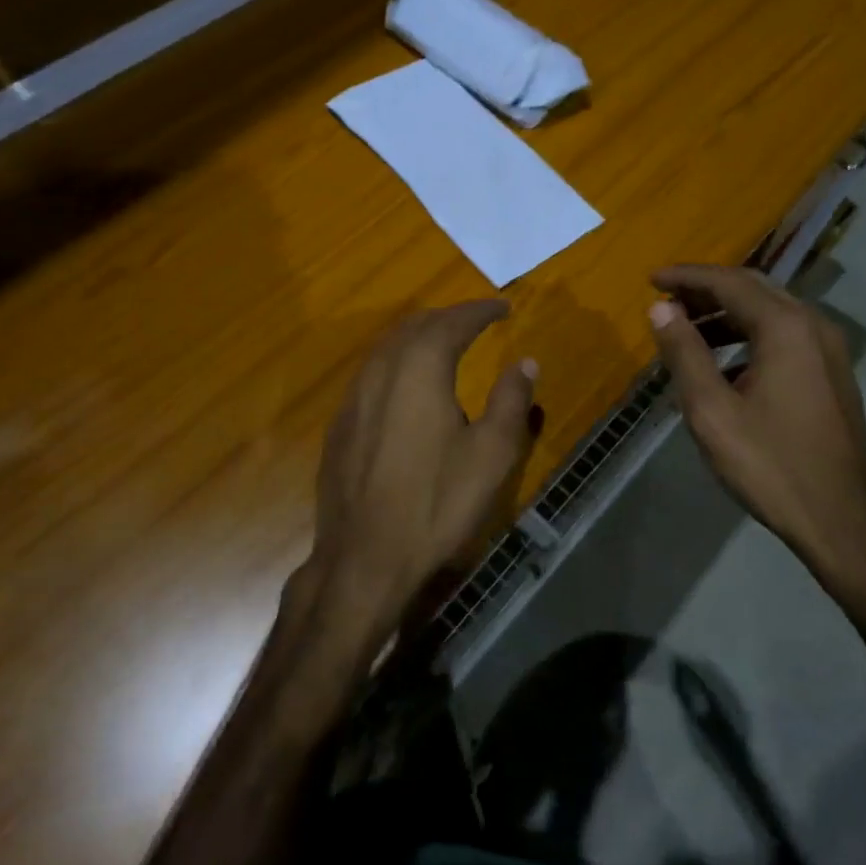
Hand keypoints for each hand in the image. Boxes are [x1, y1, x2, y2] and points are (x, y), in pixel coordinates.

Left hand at [306, 300, 536, 638]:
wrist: (364, 557)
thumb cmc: (436, 503)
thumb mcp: (491, 454)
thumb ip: (510, 400)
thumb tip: (525, 362)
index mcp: (420, 368)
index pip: (452, 322)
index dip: (480, 311)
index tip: (502, 307)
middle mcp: (381, 370)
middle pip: (414, 326)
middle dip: (447, 318)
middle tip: (475, 321)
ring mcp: (353, 397)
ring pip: (387, 347)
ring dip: (418, 336)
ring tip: (443, 344)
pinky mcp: (340, 424)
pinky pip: (371, 373)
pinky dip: (396, 362)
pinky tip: (405, 386)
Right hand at [649, 265, 865, 600]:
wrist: (843, 520)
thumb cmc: (770, 464)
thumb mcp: (711, 410)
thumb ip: (684, 353)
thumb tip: (660, 309)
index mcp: (784, 327)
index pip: (727, 282)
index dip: (685, 277)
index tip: (650, 280)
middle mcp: (812, 326)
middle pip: (752, 288)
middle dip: (705, 289)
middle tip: (665, 300)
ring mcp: (828, 349)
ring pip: (770, 311)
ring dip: (726, 313)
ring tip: (686, 331)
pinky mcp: (832, 373)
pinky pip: (784, 335)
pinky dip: (748, 335)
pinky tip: (724, 365)